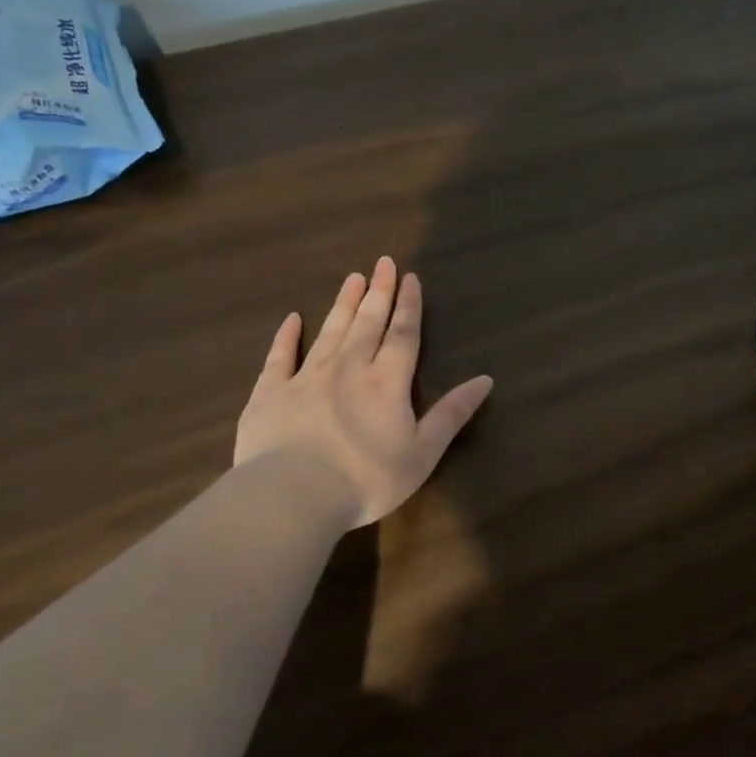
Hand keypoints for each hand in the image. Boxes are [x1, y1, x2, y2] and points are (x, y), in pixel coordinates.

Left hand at [235, 257, 493, 526]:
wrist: (293, 494)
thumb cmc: (367, 478)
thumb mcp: (423, 452)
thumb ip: (452, 414)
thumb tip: (486, 379)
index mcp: (387, 382)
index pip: (402, 335)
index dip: (409, 306)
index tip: (410, 277)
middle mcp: (349, 368)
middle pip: (367, 323)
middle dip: (378, 292)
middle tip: (383, 262)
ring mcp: (306, 377)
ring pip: (330, 331)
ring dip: (343, 304)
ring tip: (352, 278)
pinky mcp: (270, 393)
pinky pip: (280, 356)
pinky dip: (287, 336)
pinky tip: (293, 319)